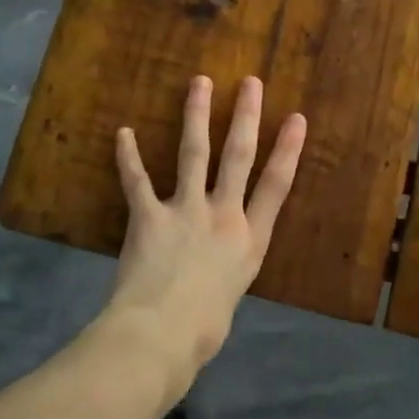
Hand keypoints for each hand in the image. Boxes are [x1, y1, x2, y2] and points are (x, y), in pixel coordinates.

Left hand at [110, 74, 306, 377]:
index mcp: (249, 240)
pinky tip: (122, 132)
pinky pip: (136, 180)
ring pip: (193, 154)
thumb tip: (212, 266)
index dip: (287, 150)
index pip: (276, 186)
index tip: (296, 119)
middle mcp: (223, 216)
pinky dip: (128, 156)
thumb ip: (224, 269)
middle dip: (246, 117)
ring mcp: (186, 211)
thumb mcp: (228, 297)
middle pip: (238, 157)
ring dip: (196, 116)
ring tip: (199, 83)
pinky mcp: (149, 216)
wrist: (163, 335)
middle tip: (251, 83)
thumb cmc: (202, 329)